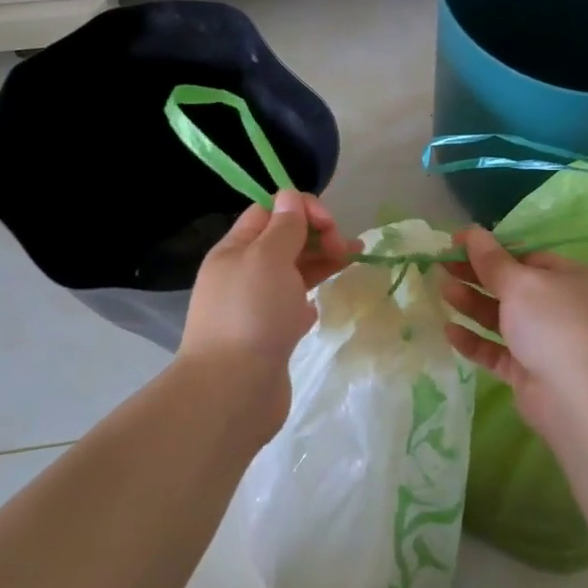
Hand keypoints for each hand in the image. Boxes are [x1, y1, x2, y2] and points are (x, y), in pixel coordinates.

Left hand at [181, 189, 354, 374]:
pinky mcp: (270, 335)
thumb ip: (284, 227)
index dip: (301, 208)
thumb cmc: (251, 315)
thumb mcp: (268, 258)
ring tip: (354, 260)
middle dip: (316, 235)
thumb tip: (290, 197)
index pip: (269, 211)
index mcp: (235, 249)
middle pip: (283, 241)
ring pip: (292, 272)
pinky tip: (323, 302)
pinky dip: (310, 296)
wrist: (233, 391)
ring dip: (321, 261)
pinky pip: (293, 304)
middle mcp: (243, 274)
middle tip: (344, 249)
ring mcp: (256, 306)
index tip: (330, 224)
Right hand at [440, 227, 587, 441]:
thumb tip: (472, 231)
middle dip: (476, 276)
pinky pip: (497, 351)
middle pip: (511, 286)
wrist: (582, 397)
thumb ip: (492, 260)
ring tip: (442, 291)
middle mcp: (559, 307)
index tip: (456, 244)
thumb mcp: (521, 283)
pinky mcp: (529, 372)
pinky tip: (449, 332)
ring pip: (502, 318)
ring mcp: (545, 342)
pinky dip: (475, 341)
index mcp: (567, 277)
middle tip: (441, 265)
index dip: (490, 249)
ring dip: (472, 304)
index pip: (525, 257)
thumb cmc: (555, 324)